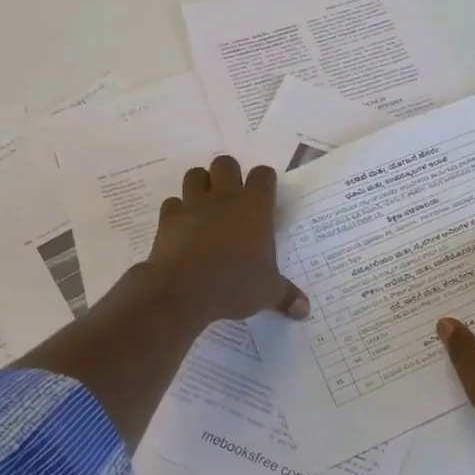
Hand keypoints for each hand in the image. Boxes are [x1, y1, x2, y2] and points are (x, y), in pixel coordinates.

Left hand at [143, 155, 308, 325]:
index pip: (263, 175)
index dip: (264, 181)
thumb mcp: (267, 292)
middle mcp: (224, 198)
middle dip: (229, 175)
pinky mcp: (168, 219)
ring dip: (201, 185)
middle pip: (226, 163)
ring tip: (206, 205)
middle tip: (233, 198)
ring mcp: (193, 205)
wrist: (182, 290)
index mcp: (254, 208)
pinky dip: (177, 211)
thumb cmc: (234, 284)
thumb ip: (286, 296)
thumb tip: (305, 310)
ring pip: (195, 175)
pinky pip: (172, 204)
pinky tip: (183, 227)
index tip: (265, 197)